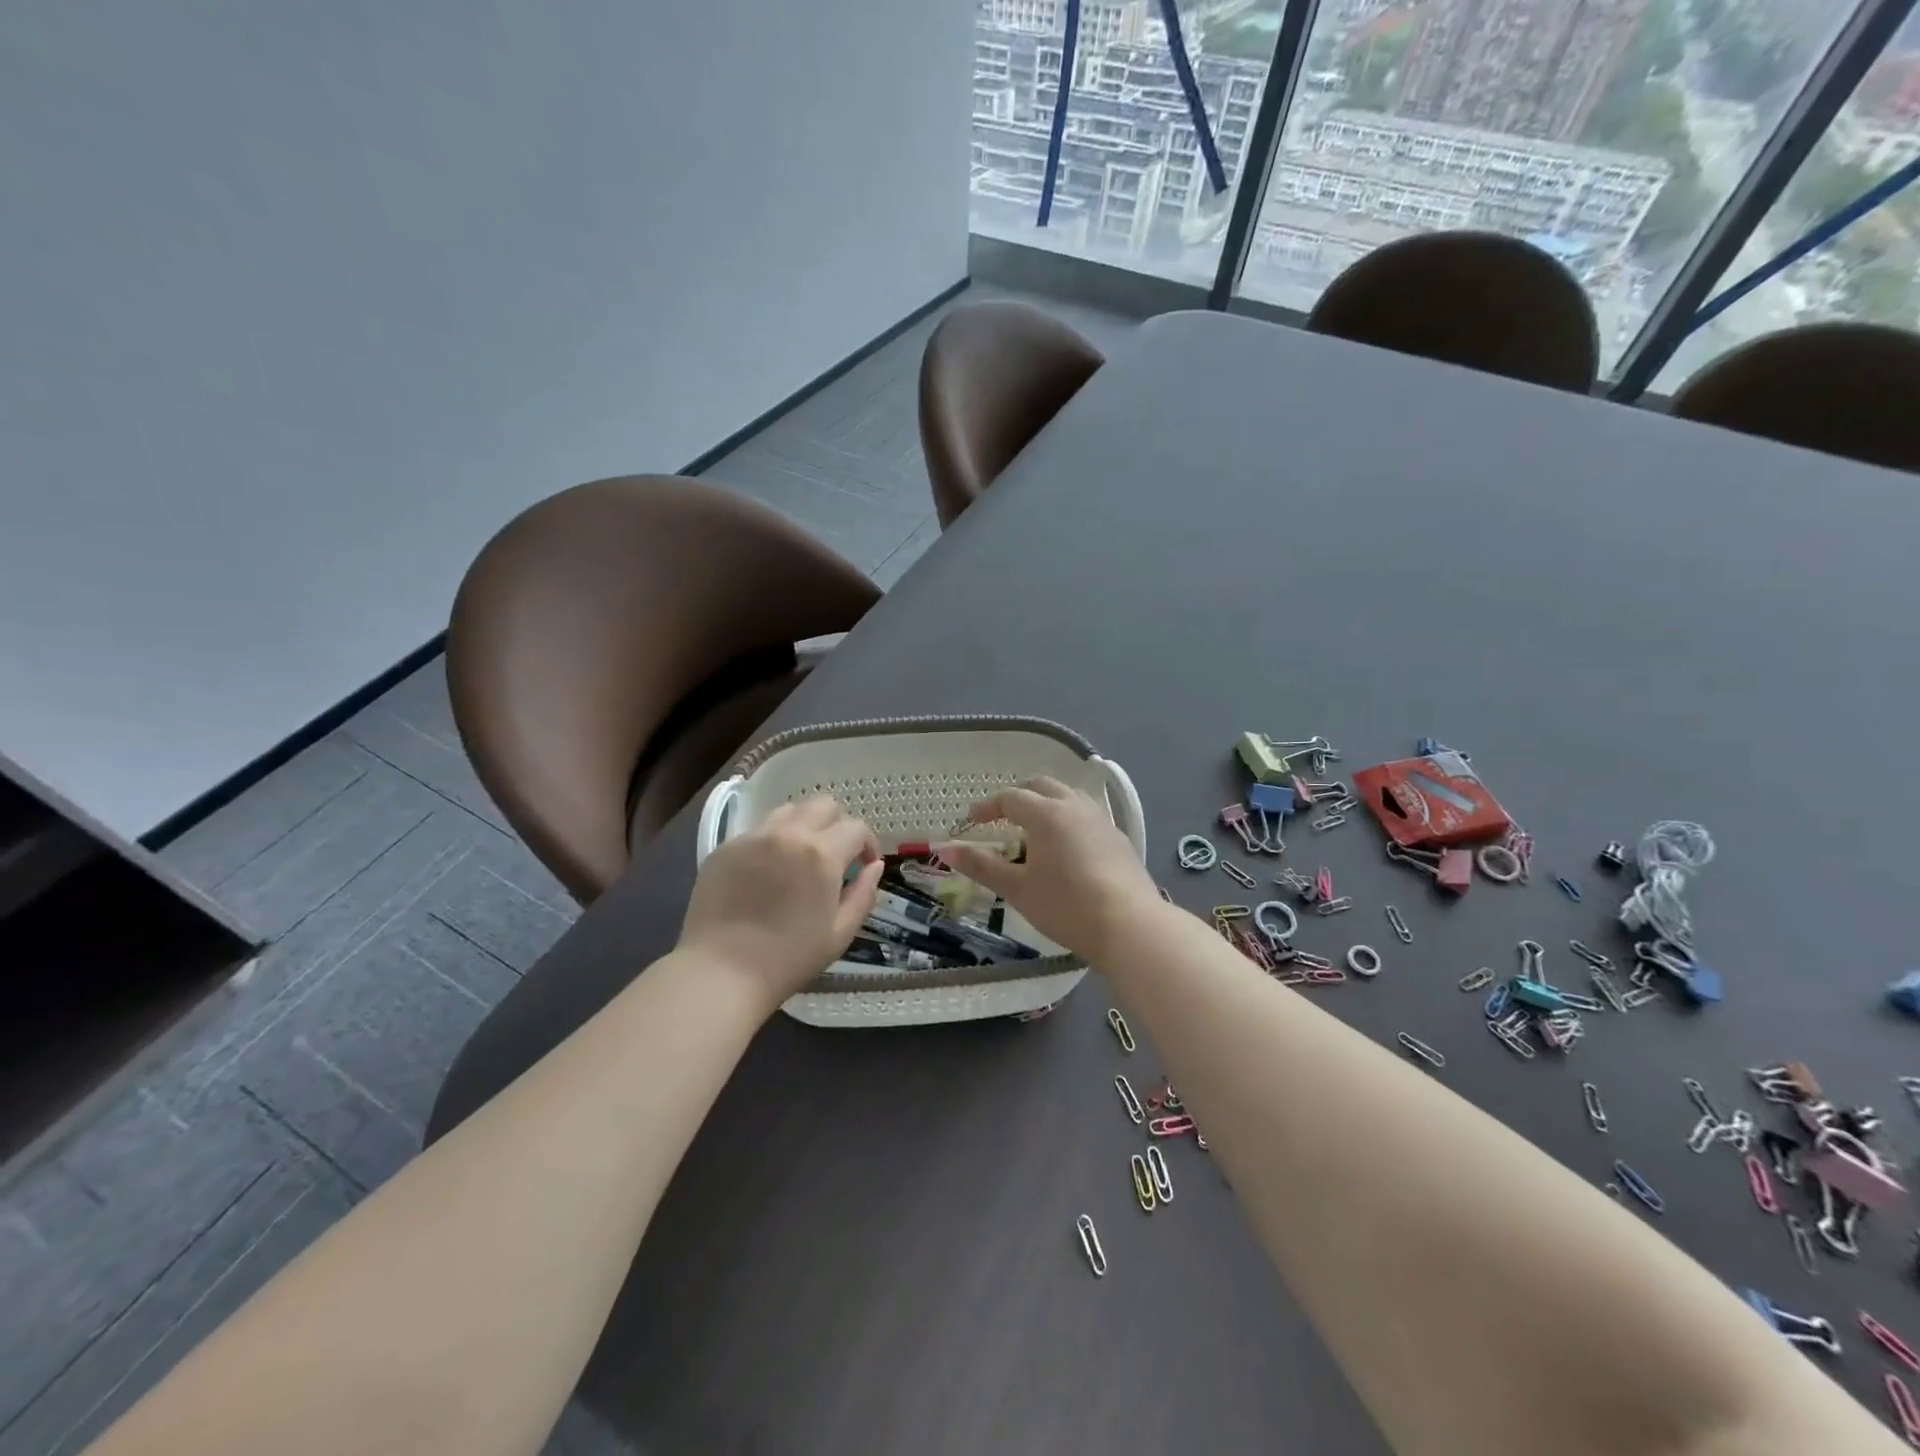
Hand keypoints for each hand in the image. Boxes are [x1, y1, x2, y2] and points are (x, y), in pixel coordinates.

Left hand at [679, 796, 883, 1009]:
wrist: (721, 972)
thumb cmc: (788, 959)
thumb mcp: (840, 933)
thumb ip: (864, 894)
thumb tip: (874, 866)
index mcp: (821, 854)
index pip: (856, 828)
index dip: (868, 844)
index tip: (863, 865)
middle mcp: (788, 834)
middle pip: (823, 805)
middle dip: (837, 825)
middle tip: (834, 856)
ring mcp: (753, 838)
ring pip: (789, 811)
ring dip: (804, 826)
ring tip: (799, 857)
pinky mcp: (726, 848)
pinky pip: (758, 830)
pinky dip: (772, 841)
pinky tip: (767, 872)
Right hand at [936, 777, 1156, 960]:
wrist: (1130, 926)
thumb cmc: (1066, 906)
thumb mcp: (1017, 888)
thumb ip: (981, 865)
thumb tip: (944, 848)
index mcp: (1046, 813)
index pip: (1010, 798)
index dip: (987, 807)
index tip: (970, 821)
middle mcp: (1075, 806)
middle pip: (1041, 786)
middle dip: (1017, 797)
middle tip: (1001, 818)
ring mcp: (1101, 820)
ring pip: (1068, 796)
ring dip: (1046, 804)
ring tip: (1033, 830)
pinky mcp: (1118, 838)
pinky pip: (1086, 815)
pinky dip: (1068, 819)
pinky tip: (1067, 847)